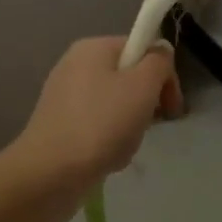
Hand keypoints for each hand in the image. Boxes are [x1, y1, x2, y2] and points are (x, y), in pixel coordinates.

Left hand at [12, 37, 183, 206]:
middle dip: (145, 103)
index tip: (171, 106)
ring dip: (129, 126)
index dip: (162, 75)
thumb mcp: (142, 86)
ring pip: (116, 105)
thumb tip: (160, 52)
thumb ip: (158, 62)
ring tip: (122, 147)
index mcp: (93, 47)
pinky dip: (109, 140)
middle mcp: (75, 65)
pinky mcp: (59, 124)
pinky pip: (97, 125)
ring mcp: (64, 95)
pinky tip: (107, 158)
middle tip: (147, 126)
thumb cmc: (101, 124)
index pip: (142, 48)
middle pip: (129, 77)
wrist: (49, 174)